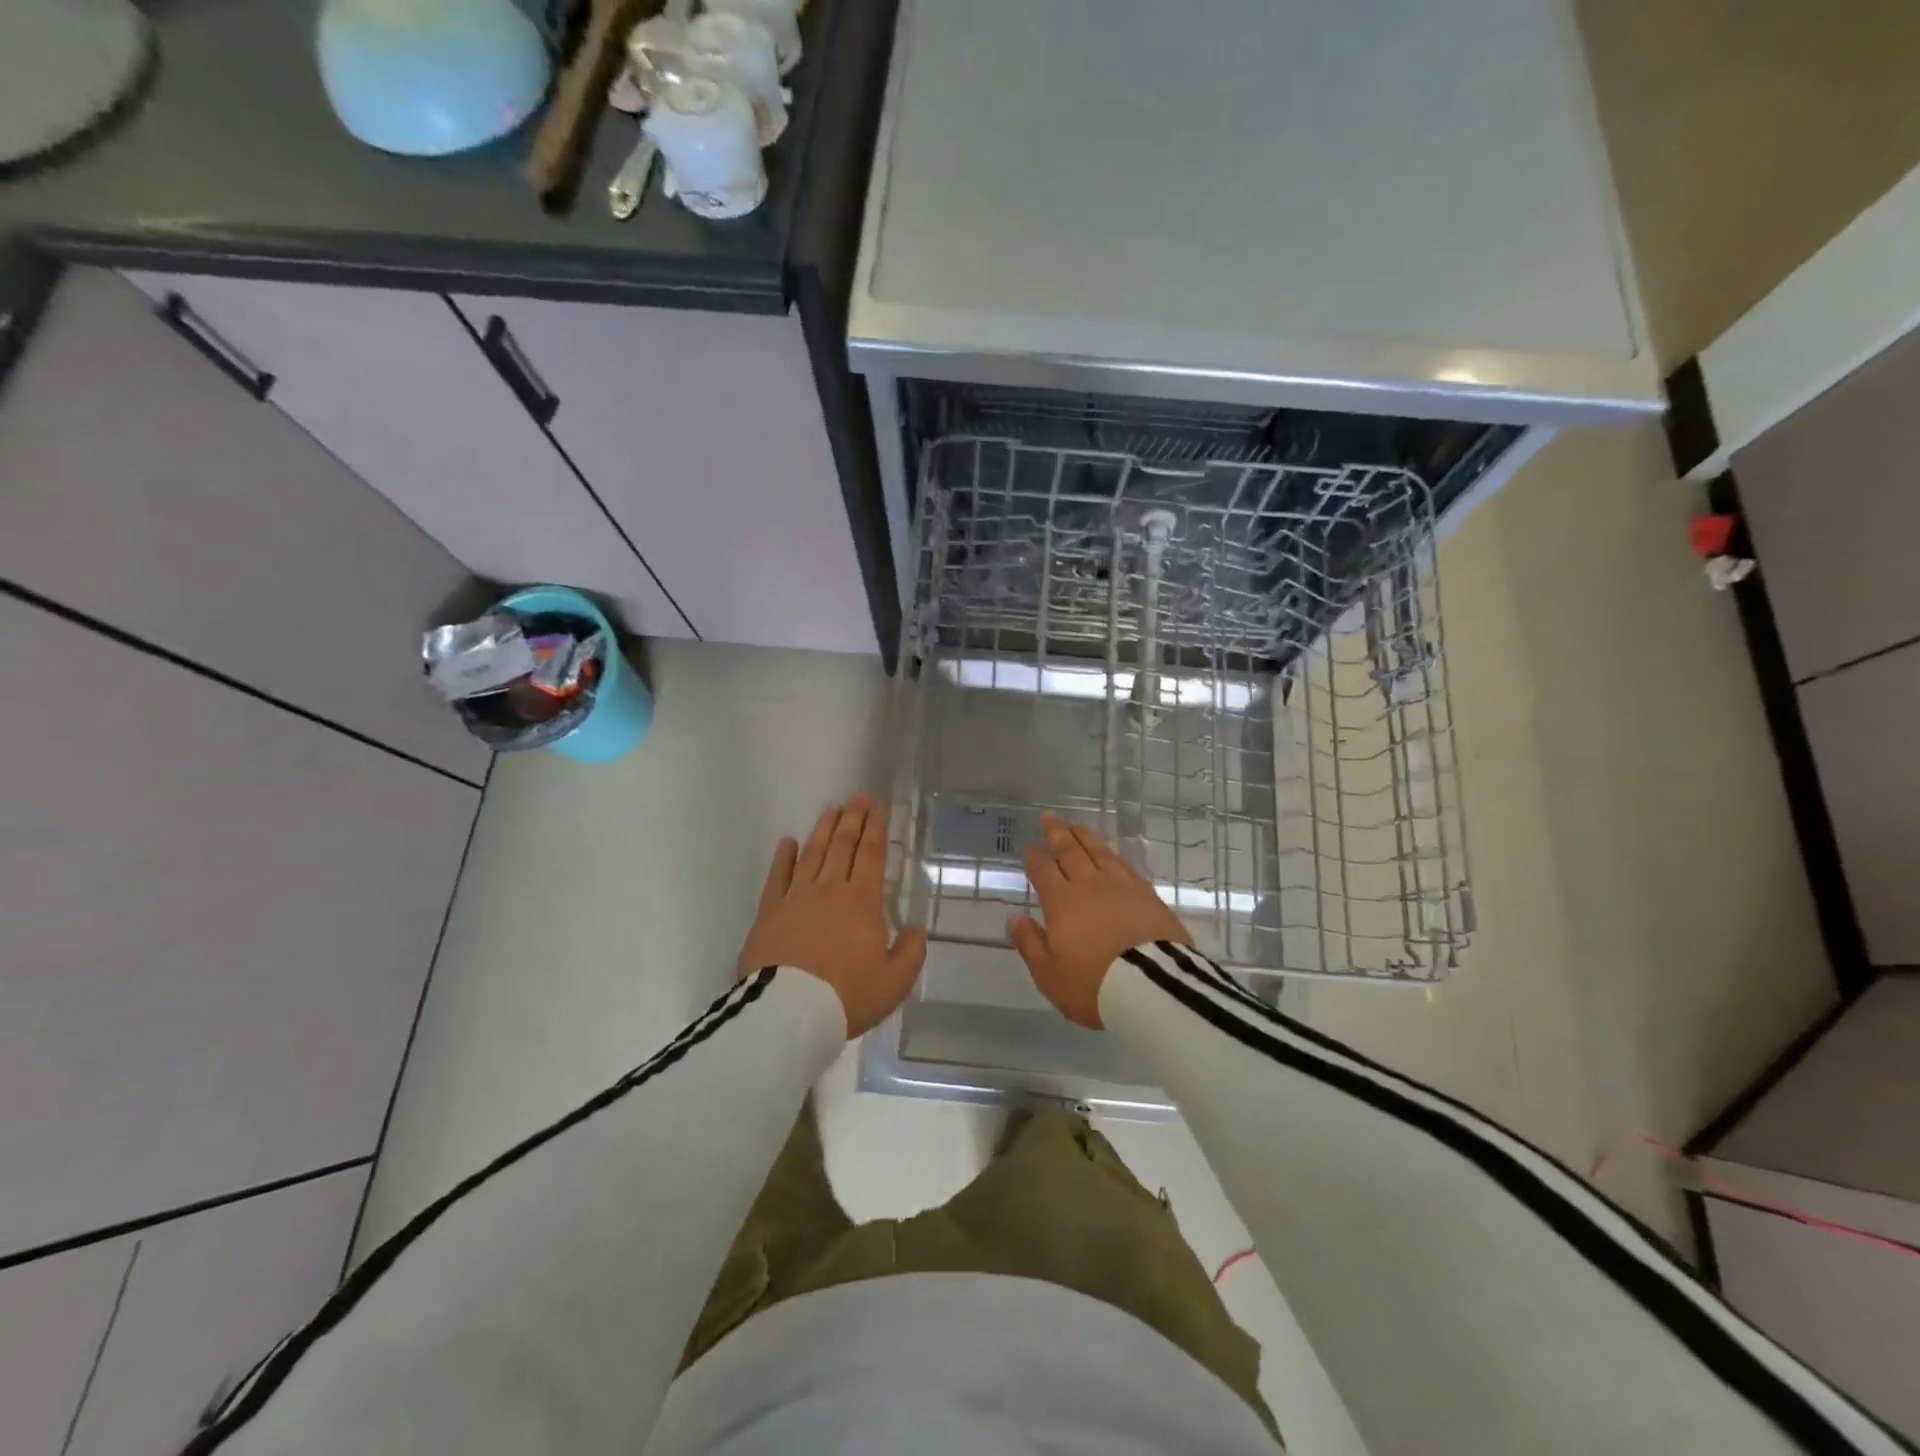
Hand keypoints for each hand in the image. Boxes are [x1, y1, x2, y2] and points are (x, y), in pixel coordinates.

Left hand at [737, 795, 927, 1037]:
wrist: (789, 1012)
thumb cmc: (846, 996)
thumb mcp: (894, 982)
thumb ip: (910, 952)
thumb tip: (916, 929)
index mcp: (862, 902)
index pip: (871, 856)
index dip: (876, 830)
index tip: (877, 809)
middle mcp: (830, 889)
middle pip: (842, 846)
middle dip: (853, 820)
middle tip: (858, 799)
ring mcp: (796, 897)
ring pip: (813, 854)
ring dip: (823, 829)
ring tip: (831, 810)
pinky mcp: (769, 911)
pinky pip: (777, 876)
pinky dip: (784, 857)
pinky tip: (788, 842)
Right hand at [1009, 814, 1190, 1029]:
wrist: (1152, 987)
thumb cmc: (1093, 985)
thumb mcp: (1049, 974)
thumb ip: (1030, 944)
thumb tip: (1016, 920)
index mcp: (1062, 902)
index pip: (1044, 871)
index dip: (1034, 858)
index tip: (1029, 847)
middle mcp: (1089, 885)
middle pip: (1070, 851)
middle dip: (1057, 833)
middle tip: (1049, 817)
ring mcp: (1122, 886)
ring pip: (1099, 851)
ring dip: (1085, 836)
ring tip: (1076, 826)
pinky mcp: (1148, 894)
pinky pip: (1124, 865)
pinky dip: (1112, 854)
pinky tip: (1111, 854)